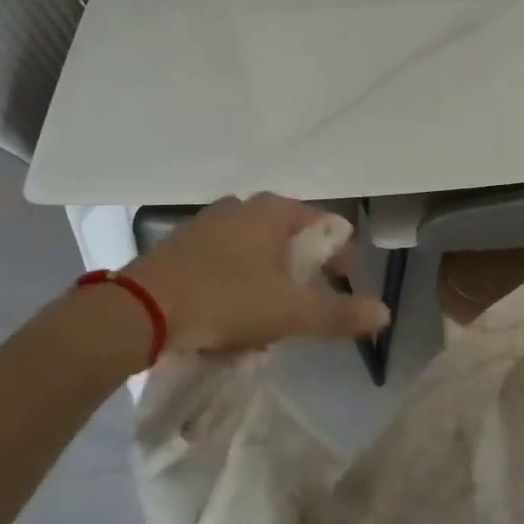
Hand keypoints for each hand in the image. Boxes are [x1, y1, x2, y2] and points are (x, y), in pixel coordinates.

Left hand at [123, 195, 389, 356]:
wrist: (139, 312)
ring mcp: (208, 222)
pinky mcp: (181, 245)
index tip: (345, 288)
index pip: (327, 225)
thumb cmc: (226, 300)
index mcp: (274, 211)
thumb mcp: (291, 312)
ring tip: (270, 317)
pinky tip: (231, 314)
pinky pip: (226, 260)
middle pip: (291, 238)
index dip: (343, 257)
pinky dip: (239, 282)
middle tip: (307, 307)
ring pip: (257, 250)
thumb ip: (340, 313)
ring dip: (271, 280)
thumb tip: (384, 313)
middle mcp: (242, 205)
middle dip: (305, 272)